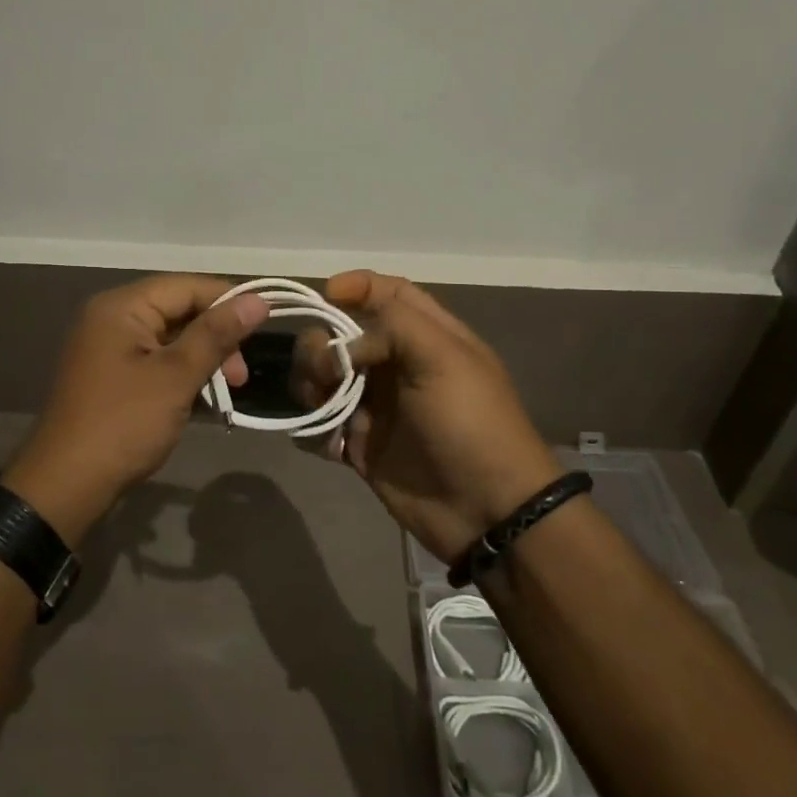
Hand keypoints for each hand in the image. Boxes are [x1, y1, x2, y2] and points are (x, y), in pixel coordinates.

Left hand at [5, 275, 269, 544]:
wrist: (66, 484)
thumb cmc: (124, 423)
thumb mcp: (176, 377)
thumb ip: (216, 335)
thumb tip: (258, 301)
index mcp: (122, 307)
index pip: (187, 287)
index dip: (228, 302)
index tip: (264, 328)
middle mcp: (112, 317)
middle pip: (179, 311)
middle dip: (216, 338)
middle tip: (240, 378)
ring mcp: (108, 347)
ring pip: (171, 339)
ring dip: (202, 360)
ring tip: (226, 392)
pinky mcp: (111, 375)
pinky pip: (155, 361)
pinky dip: (181, 375)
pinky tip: (202, 399)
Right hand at [294, 271, 561, 565]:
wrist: (486, 510)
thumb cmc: (471, 424)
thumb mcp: (444, 358)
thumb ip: (393, 325)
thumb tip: (345, 343)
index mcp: (426, 337)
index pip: (388, 293)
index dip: (357, 286)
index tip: (327, 294)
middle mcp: (397, 365)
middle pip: (342, 334)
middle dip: (321, 344)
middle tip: (326, 370)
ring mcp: (376, 406)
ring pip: (323, 377)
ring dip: (310, 384)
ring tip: (321, 406)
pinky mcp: (360, 444)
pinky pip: (321, 424)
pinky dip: (314, 428)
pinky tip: (330, 444)